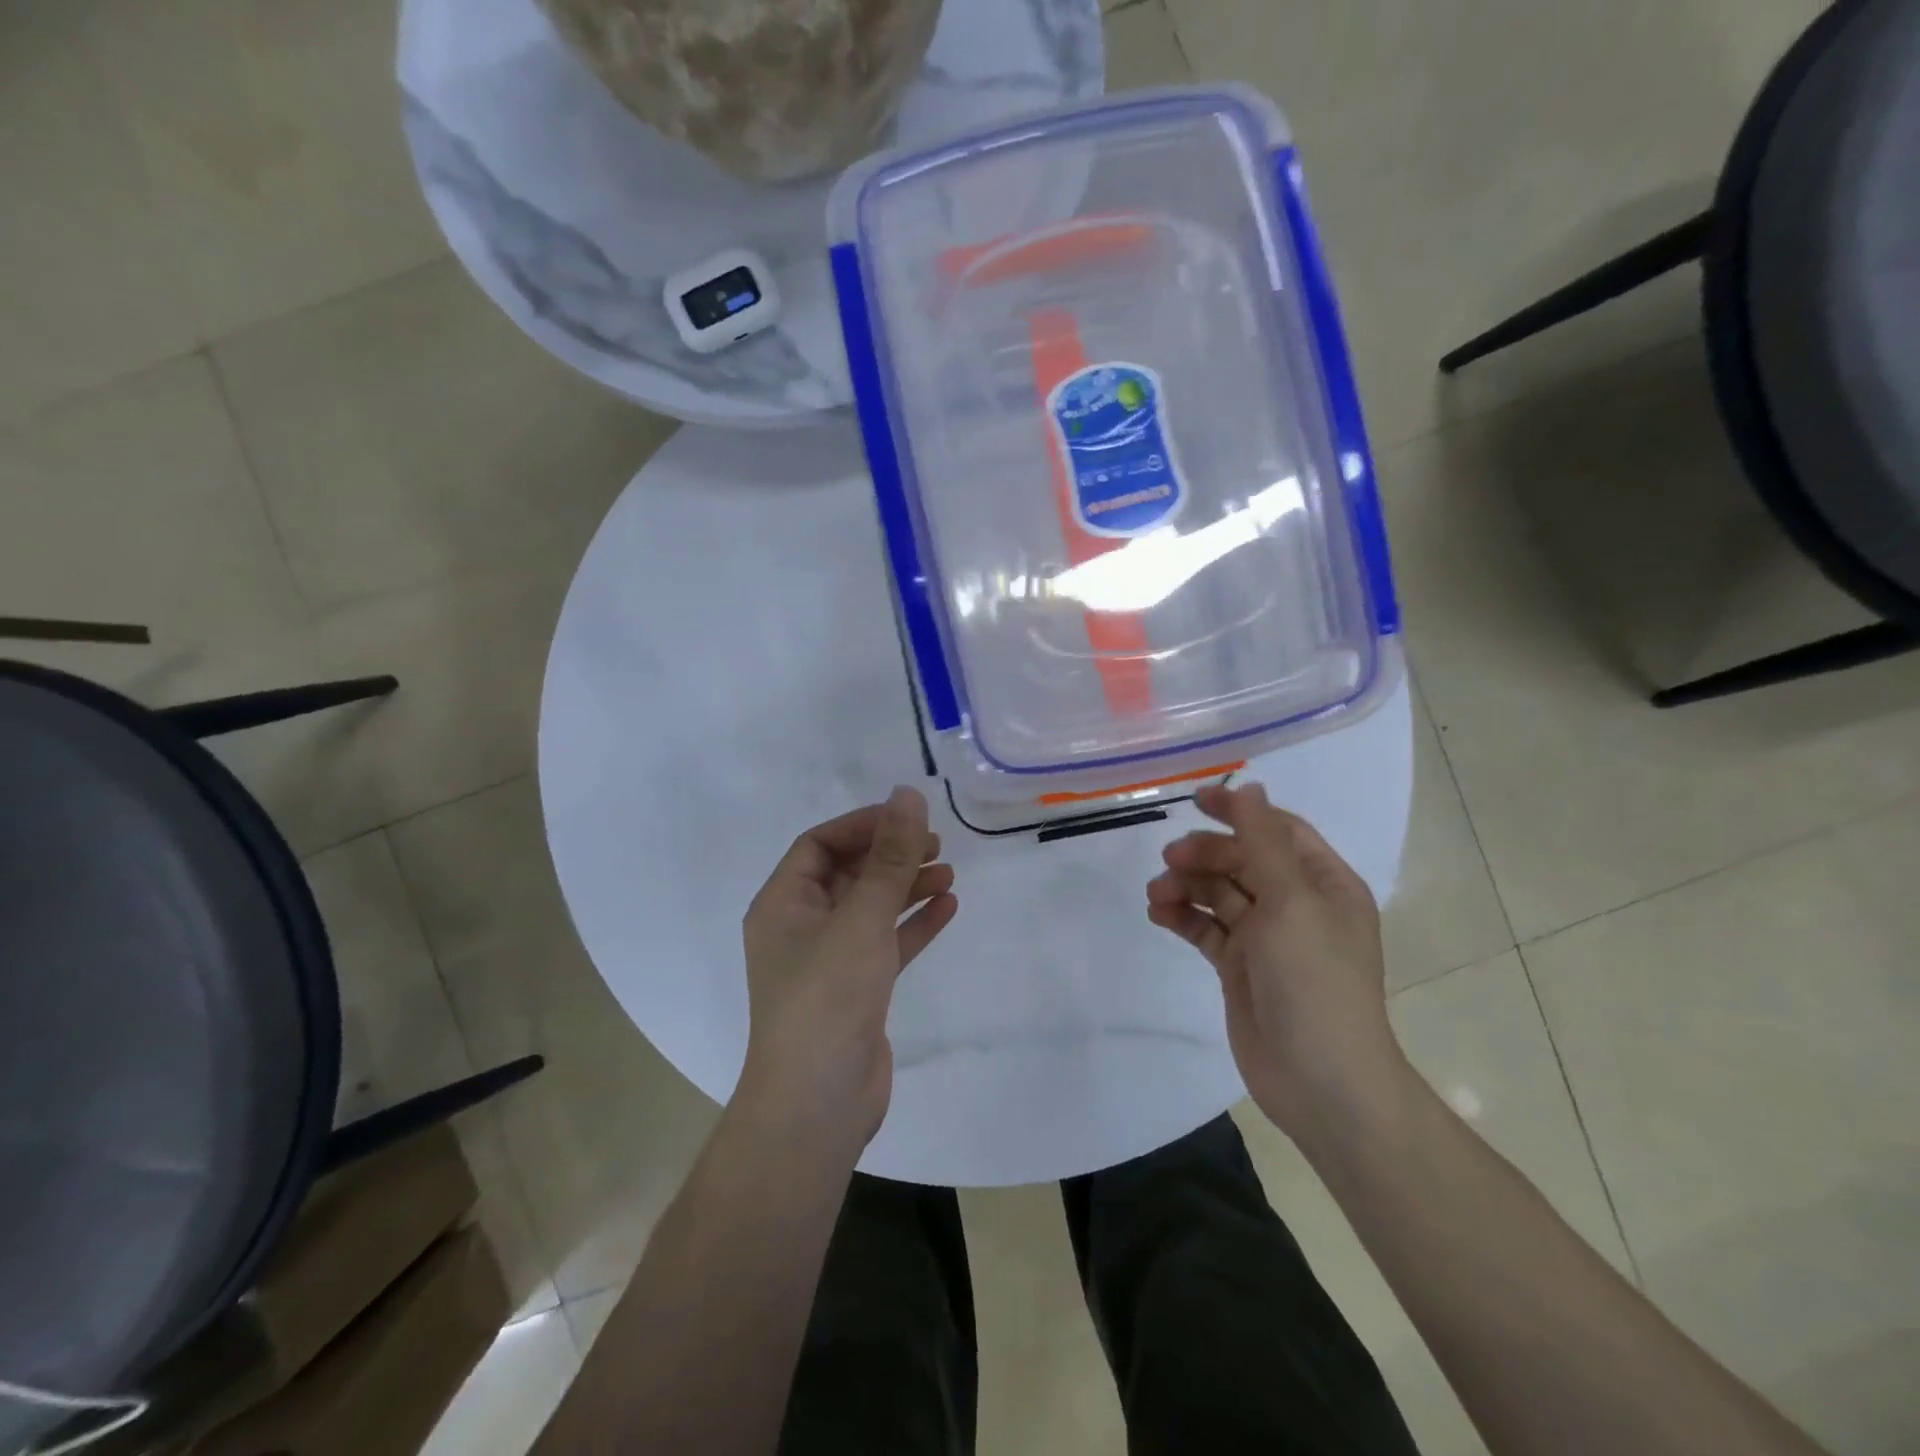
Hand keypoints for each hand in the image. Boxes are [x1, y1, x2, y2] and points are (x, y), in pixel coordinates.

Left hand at [739, 787, 958, 1154]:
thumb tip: (907, 794)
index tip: (907, 817)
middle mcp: (800, 927)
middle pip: (847, 874)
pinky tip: (947, 907)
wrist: (818, 1105)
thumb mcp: (861, 919)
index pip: (818, 845)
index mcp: (782, 905)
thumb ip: (889, 858)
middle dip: (889, 855)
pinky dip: (912, 924)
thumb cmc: (829, 998)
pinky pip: (885, 943)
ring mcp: (828, 961)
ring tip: (947, 872)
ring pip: (870, 908)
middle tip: (934, 843)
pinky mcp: (855, 990)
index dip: (862, 825)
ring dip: (905, 887)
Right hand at [1146, 782, 1409, 1142]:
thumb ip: (1263, 841)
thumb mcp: (1291, 901)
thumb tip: (1250, 785)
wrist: (1320, 1081)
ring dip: (1186, 886)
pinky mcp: (1239, 967)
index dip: (1239, 812)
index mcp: (1323, 884)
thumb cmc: (1314, 981)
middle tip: (1169, 859)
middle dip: (1205, 855)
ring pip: (1218, 894)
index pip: (1278, 830)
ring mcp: (1266, 938)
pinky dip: (1182, 918)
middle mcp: (1296, 905)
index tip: (1195, 801)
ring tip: (1156, 894)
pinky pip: (1206, 929)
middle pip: (1242, 860)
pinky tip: (1158, 915)